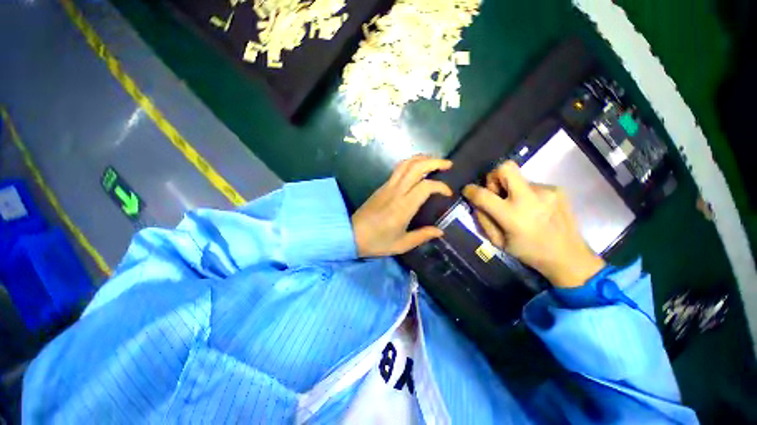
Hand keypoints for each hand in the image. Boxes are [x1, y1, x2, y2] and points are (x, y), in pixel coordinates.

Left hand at [352, 155, 452, 256]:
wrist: (351, 235)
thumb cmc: (377, 242)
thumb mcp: (402, 244)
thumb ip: (422, 236)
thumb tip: (440, 231)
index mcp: (403, 206)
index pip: (426, 186)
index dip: (440, 186)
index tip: (448, 193)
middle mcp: (396, 191)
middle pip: (416, 167)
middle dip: (434, 161)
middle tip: (448, 164)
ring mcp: (387, 187)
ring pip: (405, 164)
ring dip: (421, 159)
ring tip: (434, 162)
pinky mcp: (382, 187)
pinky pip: (398, 169)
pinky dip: (411, 164)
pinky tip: (417, 170)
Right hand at [463, 161, 604, 287]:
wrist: (569, 256)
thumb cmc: (529, 252)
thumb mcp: (498, 242)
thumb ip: (484, 220)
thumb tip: (476, 203)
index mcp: (512, 216)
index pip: (483, 195)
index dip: (470, 190)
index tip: (468, 190)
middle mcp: (529, 198)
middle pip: (505, 168)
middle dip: (494, 176)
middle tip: (496, 191)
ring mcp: (546, 191)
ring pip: (519, 179)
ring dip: (512, 190)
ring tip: (520, 207)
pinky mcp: (557, 189)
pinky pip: (532, 185)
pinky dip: (527, 194)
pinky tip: (535, 209)